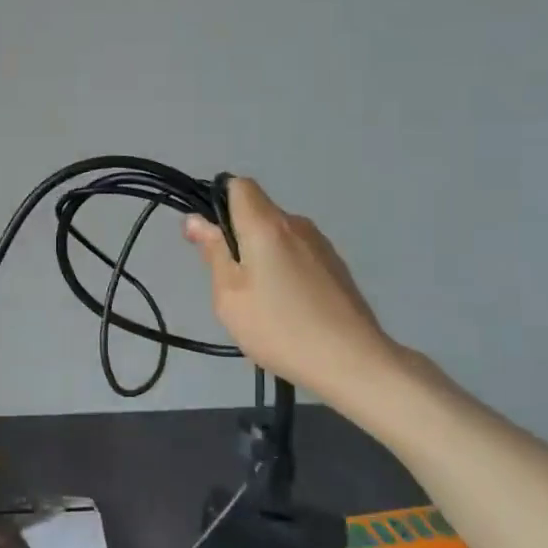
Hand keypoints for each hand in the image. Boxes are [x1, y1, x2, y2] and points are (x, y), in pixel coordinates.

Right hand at [183, 177, 401, 411]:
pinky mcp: (336, 267)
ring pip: (278, 235)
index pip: (239, 185)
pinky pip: (298, 254)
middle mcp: (297, 224)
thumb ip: (213, 253)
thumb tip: (196, 220)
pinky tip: (288, 308)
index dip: (218, 202)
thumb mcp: (230, 294)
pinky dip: (284, 270)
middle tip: (229, 282)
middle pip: (258, 212)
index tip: (210, 238)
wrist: (352, 362)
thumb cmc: (279, 327)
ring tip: (260, 301)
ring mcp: (322, 245)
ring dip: (262, 255)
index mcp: (267, 224)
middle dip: (237, 236)